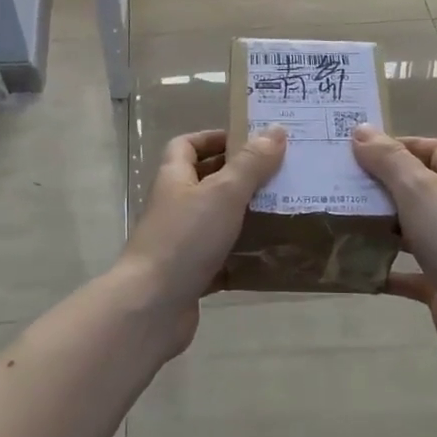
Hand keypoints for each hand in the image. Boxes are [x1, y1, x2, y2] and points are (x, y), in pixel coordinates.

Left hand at [114, 126, 285, 355]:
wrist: (152, 307)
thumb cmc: (185, 240)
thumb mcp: (223, 193)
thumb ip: (250, 164)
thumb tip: (276, 130)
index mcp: (175, 179)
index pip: (187, 145)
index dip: (214, 138)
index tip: (251, 141)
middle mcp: (175, 207)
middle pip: (206, 182)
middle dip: (240, 177)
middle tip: (280, 175)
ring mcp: (181, 243)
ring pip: (217, 221)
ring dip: (246, 217)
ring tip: (284, 212)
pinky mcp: (191, 275)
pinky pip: (221, 259)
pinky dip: (243, 257)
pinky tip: (271, 256)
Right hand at [349, 125, 436, 372]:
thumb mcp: (418, 189)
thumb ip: (388, 160)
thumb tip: (360, 129)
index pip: (436, 149)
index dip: (404, 145)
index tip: (365, 150)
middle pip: (418, 189)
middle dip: (382, 186)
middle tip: (342, 184)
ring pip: (409, 230)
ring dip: (380, 226)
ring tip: (341, 220)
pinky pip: (405, 272)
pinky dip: (382, 269)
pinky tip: (354, 266)